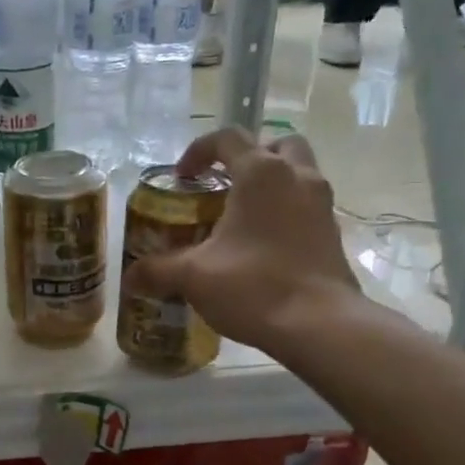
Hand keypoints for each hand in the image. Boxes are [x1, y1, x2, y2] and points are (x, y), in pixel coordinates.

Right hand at [125, 127, 361, 351]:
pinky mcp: (334, 234)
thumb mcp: (193, 277)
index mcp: (262, 173)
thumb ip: (158, 270)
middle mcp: (298, 177)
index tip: (182, 177)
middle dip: (248, 158)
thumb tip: (130, 277)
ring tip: (242, 216)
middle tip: (224, 185)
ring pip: (298, 174)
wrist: (319, 325)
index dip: (199, 151)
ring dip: (270, 184)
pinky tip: (263, 245)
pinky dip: (285, 212)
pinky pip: (307, 207)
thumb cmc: (254, 286)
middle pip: (276, 145)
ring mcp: (322, 205)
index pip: (228, 138)